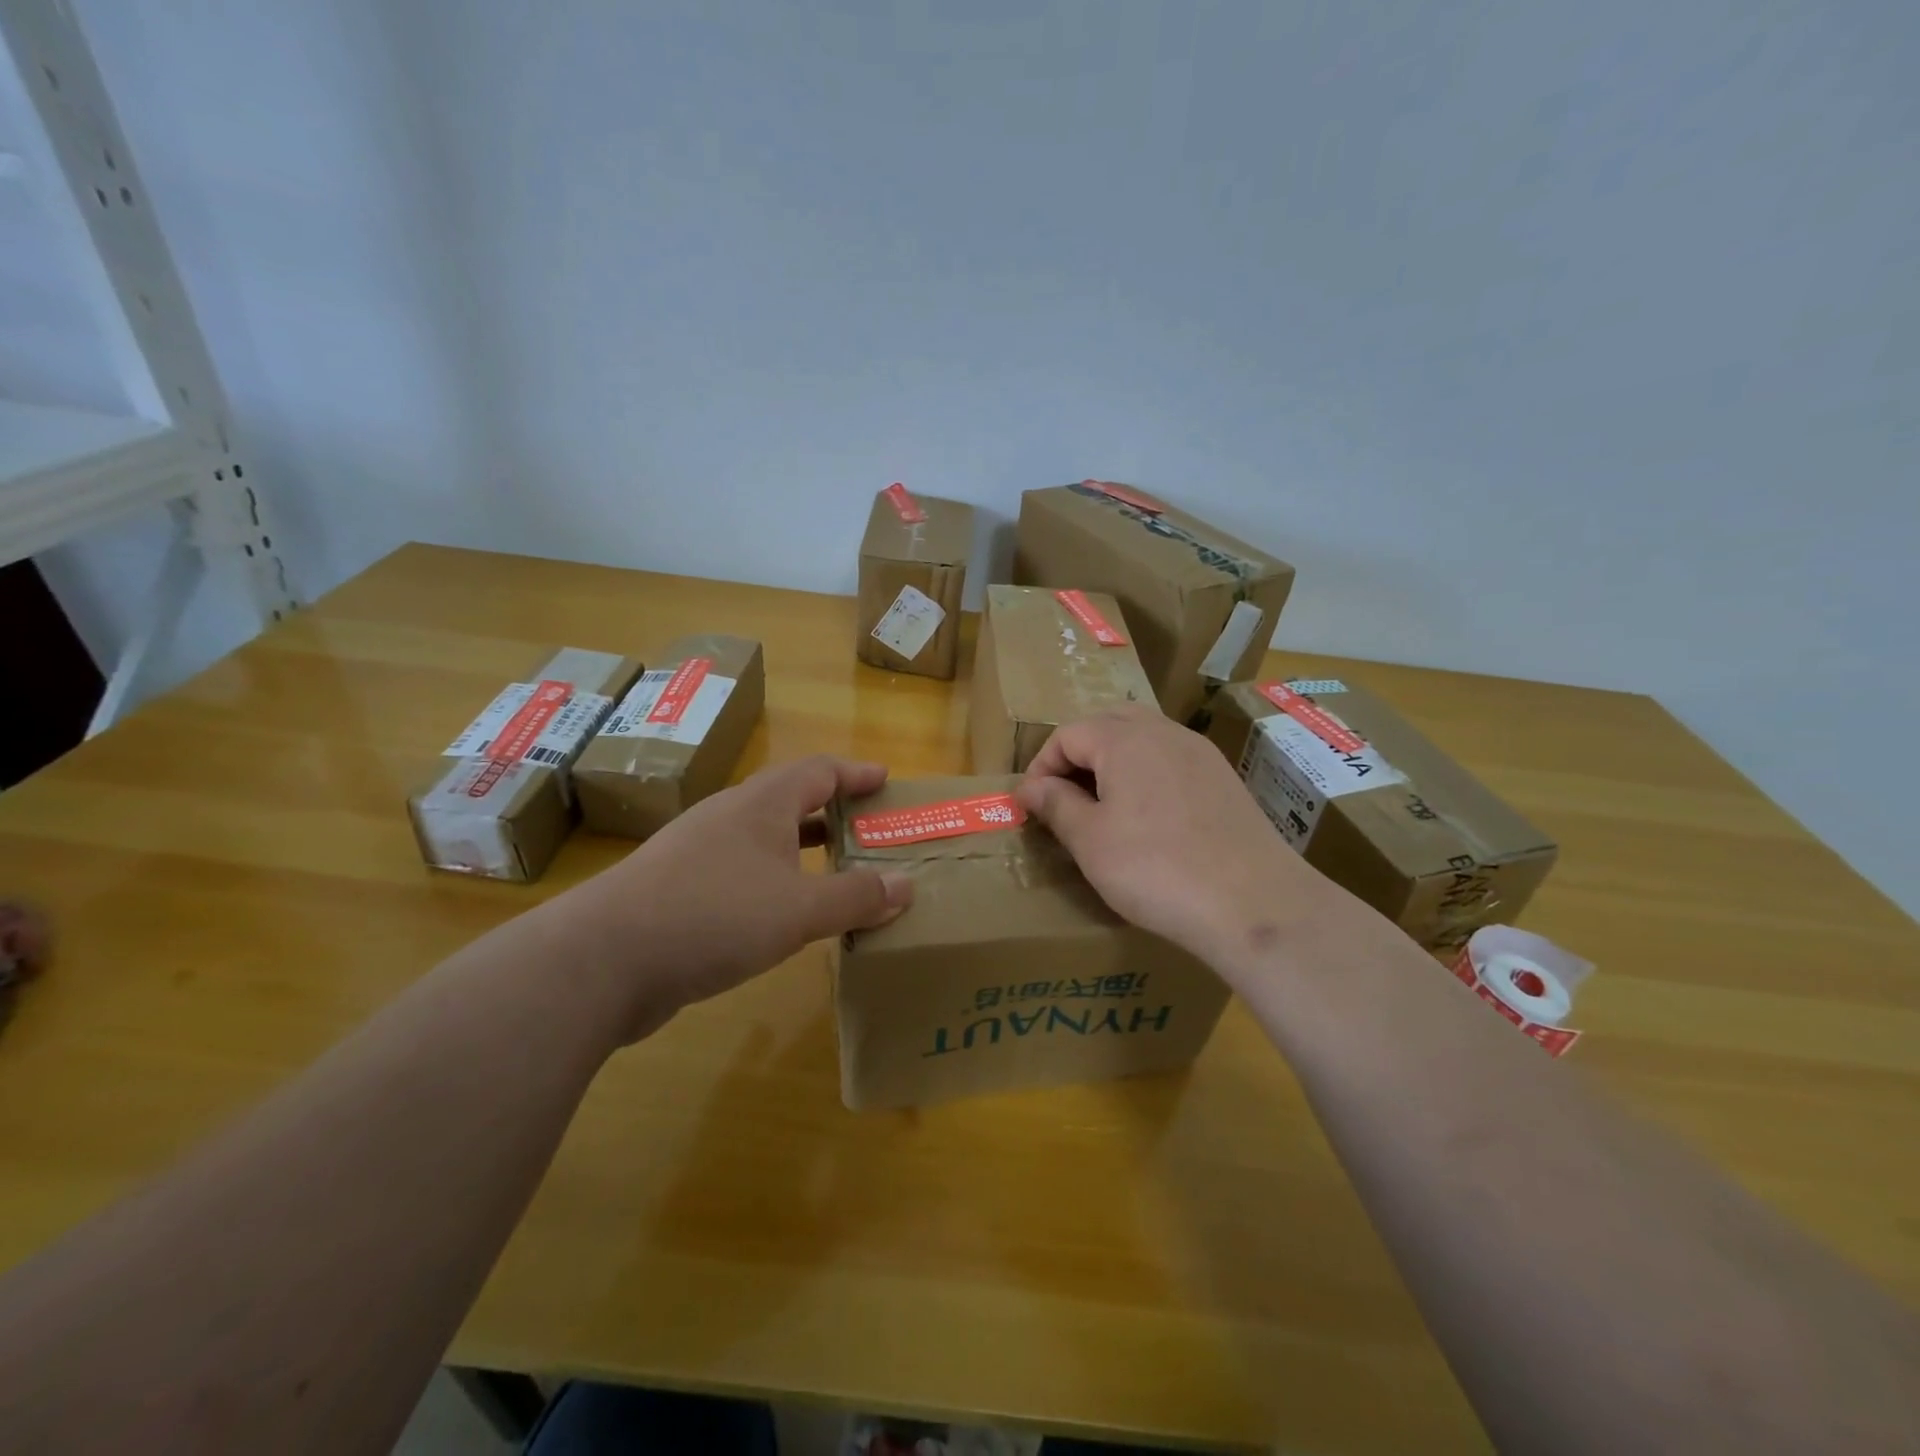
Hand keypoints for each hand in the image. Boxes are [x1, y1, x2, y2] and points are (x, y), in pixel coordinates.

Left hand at [554, 756, 913, 1040]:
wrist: (603, 959)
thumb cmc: (714, 915)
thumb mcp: (799, 909)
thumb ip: (856, 896)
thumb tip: (907, 884)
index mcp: (761, 804)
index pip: (819, 771)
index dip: (855, 772)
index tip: (885, 779)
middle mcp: (729, 817)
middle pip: (790, 799)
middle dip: (833, 810)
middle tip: (870, 827)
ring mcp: (698, 852)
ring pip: (764, 838)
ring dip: (803, 848)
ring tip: (837, 869)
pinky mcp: (678, 889)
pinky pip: (742, 871)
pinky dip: (775, 880)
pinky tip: (783, 912)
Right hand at [1016, 706, 1336, 966]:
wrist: (1252, 902)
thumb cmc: (1155, 868)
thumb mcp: (1090, 840)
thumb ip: (1056, 804)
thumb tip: (1030, 787)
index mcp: (1124, 738)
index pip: (1068, 734)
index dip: (1041, 765)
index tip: (1031, 804)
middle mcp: (1164, 732)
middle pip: (1108, 723)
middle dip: (1078, 754)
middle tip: (1063, 795)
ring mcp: (1200, 753)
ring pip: (1144, 738)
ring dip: (1113, 761)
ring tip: (1101, 805)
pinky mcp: (1224, 779)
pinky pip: (1172, 760)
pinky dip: (1147, 774)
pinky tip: (1148, 817)